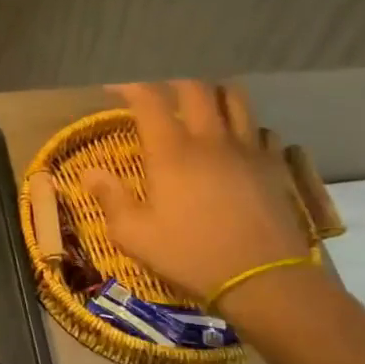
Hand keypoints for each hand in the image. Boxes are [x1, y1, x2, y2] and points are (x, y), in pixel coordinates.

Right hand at [79, 81, 327, 308]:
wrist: (264, 280)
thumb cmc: (190, 255)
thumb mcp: (134, 235)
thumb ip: (110, 198)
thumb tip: (90, 172)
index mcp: (171, 152)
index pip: (149, 99)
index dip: (129, 85)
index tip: (114, 87)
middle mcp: (210, 139)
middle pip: (194, 88)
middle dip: (171, 82)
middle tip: (157, 94)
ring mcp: (247, 149)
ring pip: (234, 98)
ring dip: (213, 95)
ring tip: (200, 106)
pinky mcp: (275, 166)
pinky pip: (261, 129)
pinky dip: (244, 127)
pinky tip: (236, 143)